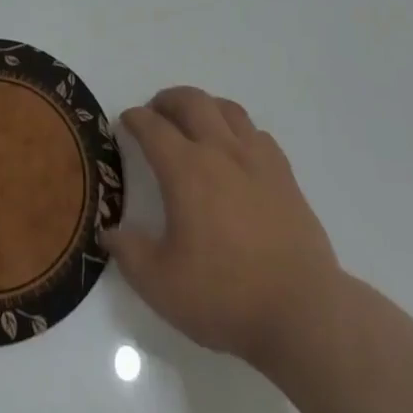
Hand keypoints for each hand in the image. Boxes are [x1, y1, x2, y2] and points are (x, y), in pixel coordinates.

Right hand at [102, 86, 347, 369]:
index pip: (153, 127)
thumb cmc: (226, 296)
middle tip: (155, 112)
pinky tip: (236, 150)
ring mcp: (256, 159)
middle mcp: (220, 150)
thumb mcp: (161, 286)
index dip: (135, 119)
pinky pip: (256, 133)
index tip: (125, 122)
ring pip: (227, 108)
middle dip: (167, 100)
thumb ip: (130, 254)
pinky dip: (238, 130)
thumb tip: (109, 231)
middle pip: (191, 101)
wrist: (302, 312)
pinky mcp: (284, 175)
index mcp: (186, 169)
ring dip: (204, 106)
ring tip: (194, 122)